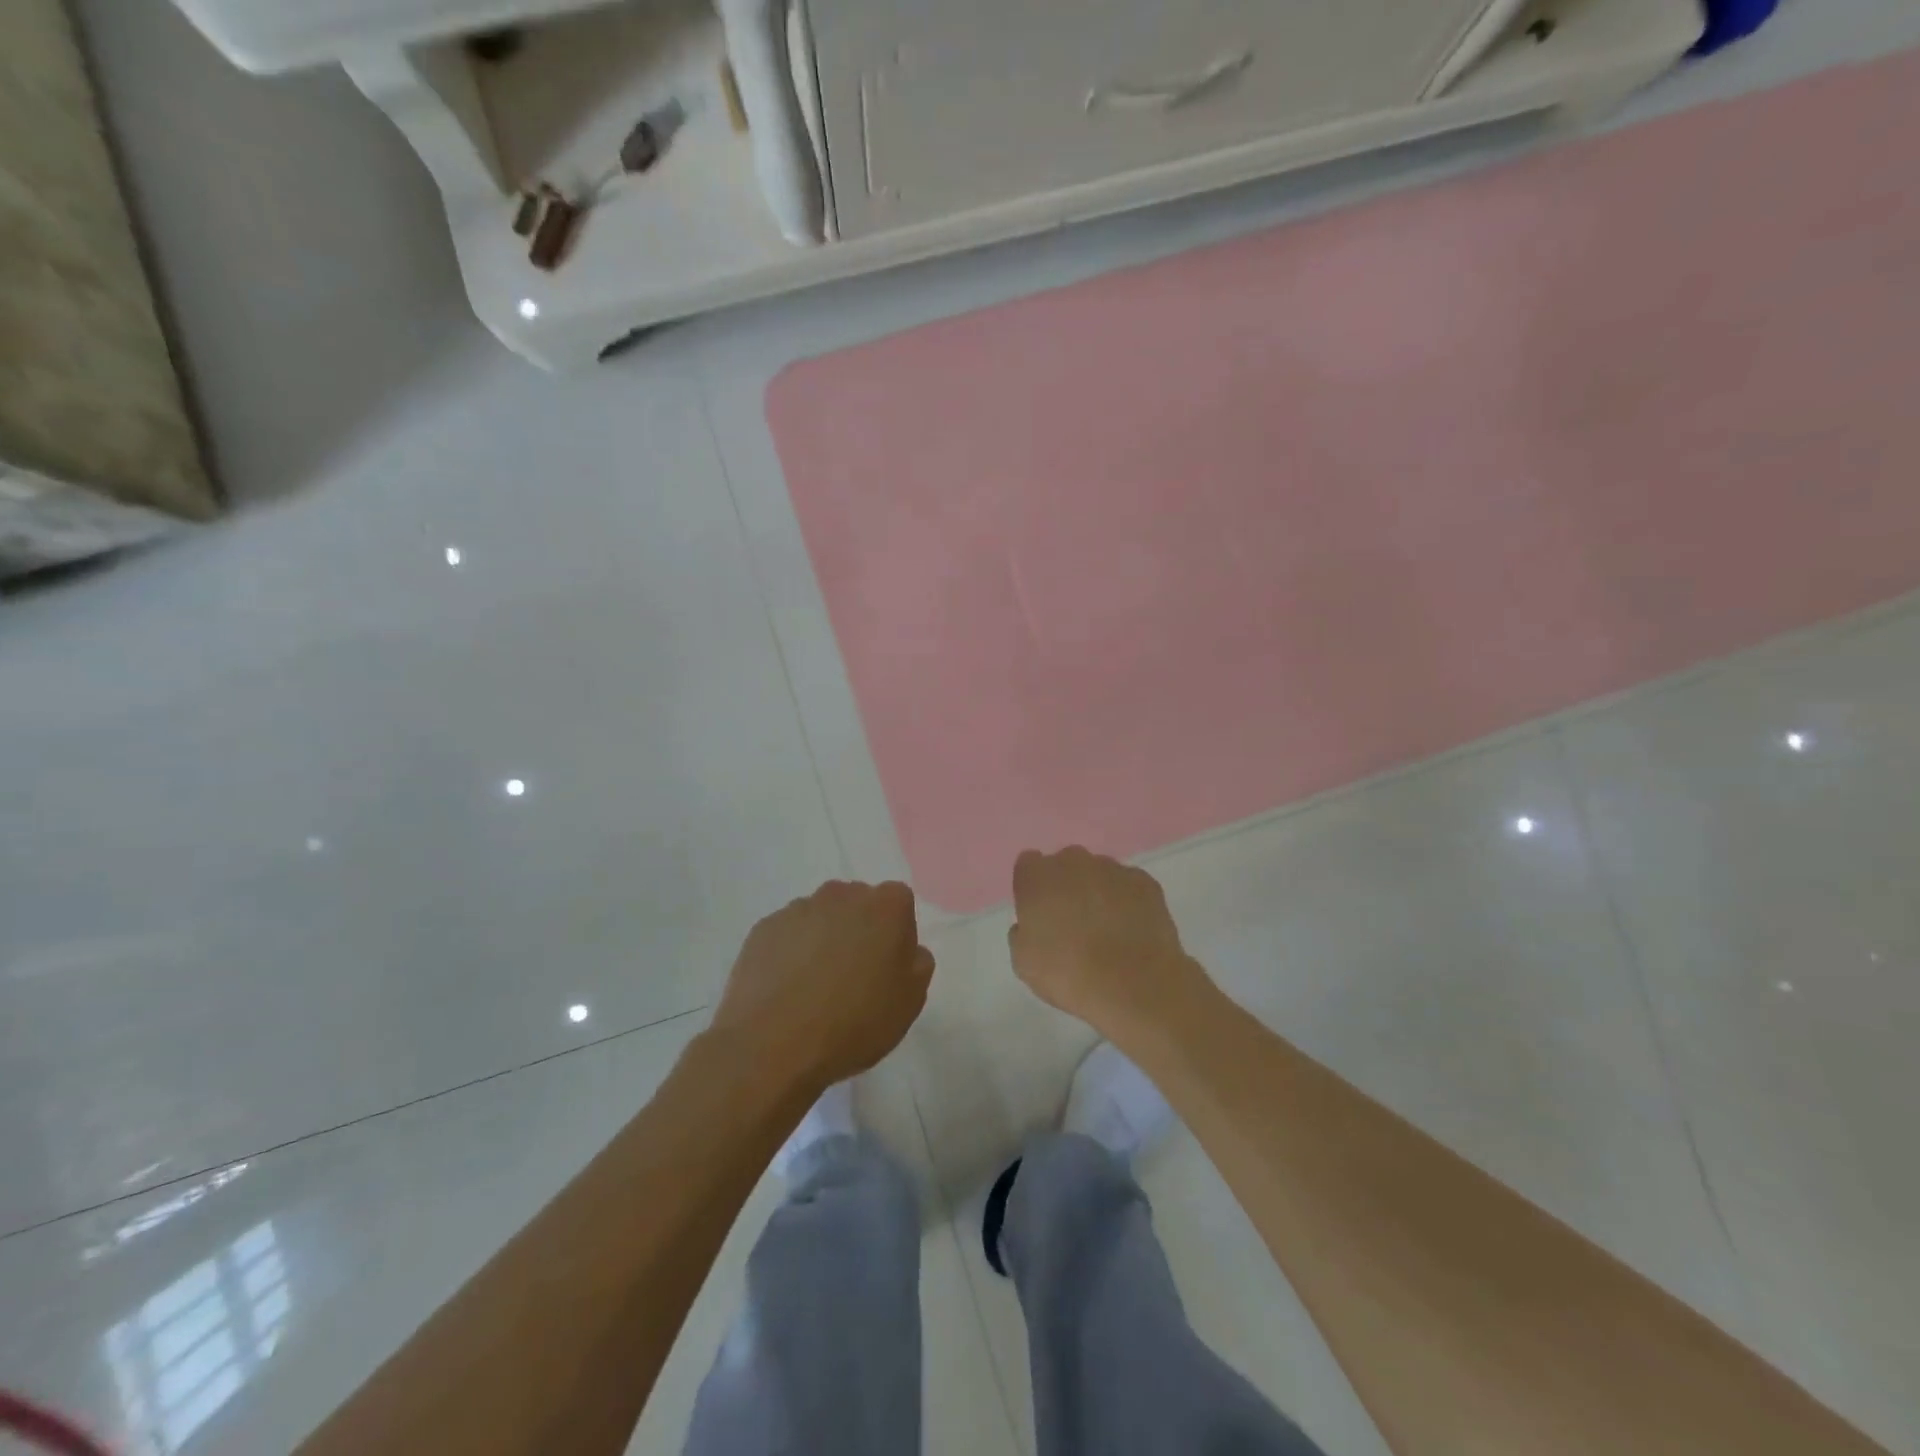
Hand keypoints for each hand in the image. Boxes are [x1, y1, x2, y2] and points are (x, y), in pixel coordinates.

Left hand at [713, 879, 933, 1090]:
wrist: (774, 1045)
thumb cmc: (855, 1022)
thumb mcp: (910, 1001)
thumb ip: (917, 964)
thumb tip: (906, 949)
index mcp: (885, 906)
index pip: (899, 903)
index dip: (896, 934)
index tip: (888, 968)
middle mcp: (842, 895)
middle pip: (858, 905)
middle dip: (859, 930)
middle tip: (854, 976)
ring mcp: (798, 908)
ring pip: (821, 918)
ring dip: (823, 940)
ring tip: (814, 988)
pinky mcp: (764, 928)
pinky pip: (788, 934)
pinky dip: (791, 953)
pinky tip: (787, 989)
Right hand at [1009, 847, 1211, 1043]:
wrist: (1134, 985)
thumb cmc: (1068, 974)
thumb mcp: (1024, 963)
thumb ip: (1022, 933)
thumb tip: (1031, 925)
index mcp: (1037, 876)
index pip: (1028, 865)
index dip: (1033, 888)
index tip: (1039, 913)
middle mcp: (1073, 861)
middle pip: (1065, 865)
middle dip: (1066, 886)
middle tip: (1072, 923)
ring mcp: (1112, 868)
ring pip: (1098, 873)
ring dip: (1097, 892)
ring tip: (1106, 930)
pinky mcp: (1145, 882)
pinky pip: (1128, 886)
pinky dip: (1127, 901)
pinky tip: (1130, 931)